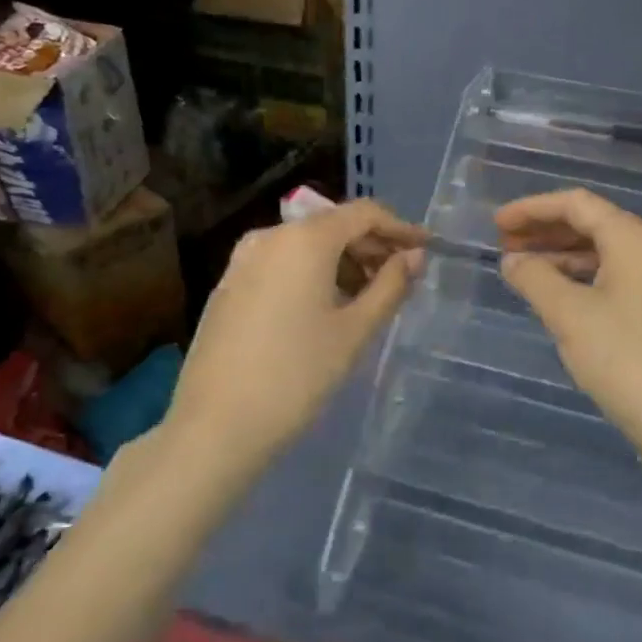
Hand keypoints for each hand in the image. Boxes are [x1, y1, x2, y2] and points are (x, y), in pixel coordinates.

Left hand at [169, 199, 425, 467]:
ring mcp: (243, 260)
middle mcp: (270, 236)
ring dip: (343, 262)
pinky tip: (327, 307)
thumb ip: (390, 285)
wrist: (214, 427)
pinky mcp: (229, 285)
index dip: (400, 227)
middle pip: (333, 225)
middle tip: (403, 277)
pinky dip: (313, 273)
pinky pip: (282, 263)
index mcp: (304, 239)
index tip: (427, 248)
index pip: (363, 214)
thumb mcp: (354, 331)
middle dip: (372, 246)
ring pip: (306, 245)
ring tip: (369, 297)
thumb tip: (415, 256)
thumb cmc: (296, 375)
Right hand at [496, 189, 641, 454]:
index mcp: (632, 237)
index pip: (576, 204)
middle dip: (544, 231)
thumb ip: (535, 278)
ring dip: (559, 257)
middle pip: (589, 224)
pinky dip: (578, 280)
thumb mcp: (569, 314)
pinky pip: (609, 279)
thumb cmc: (625, 358)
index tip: (496, 224)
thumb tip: (512, 260)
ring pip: (600, 254)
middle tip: (503, 246)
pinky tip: (555, 299)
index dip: (532, 208)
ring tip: (521, 272)